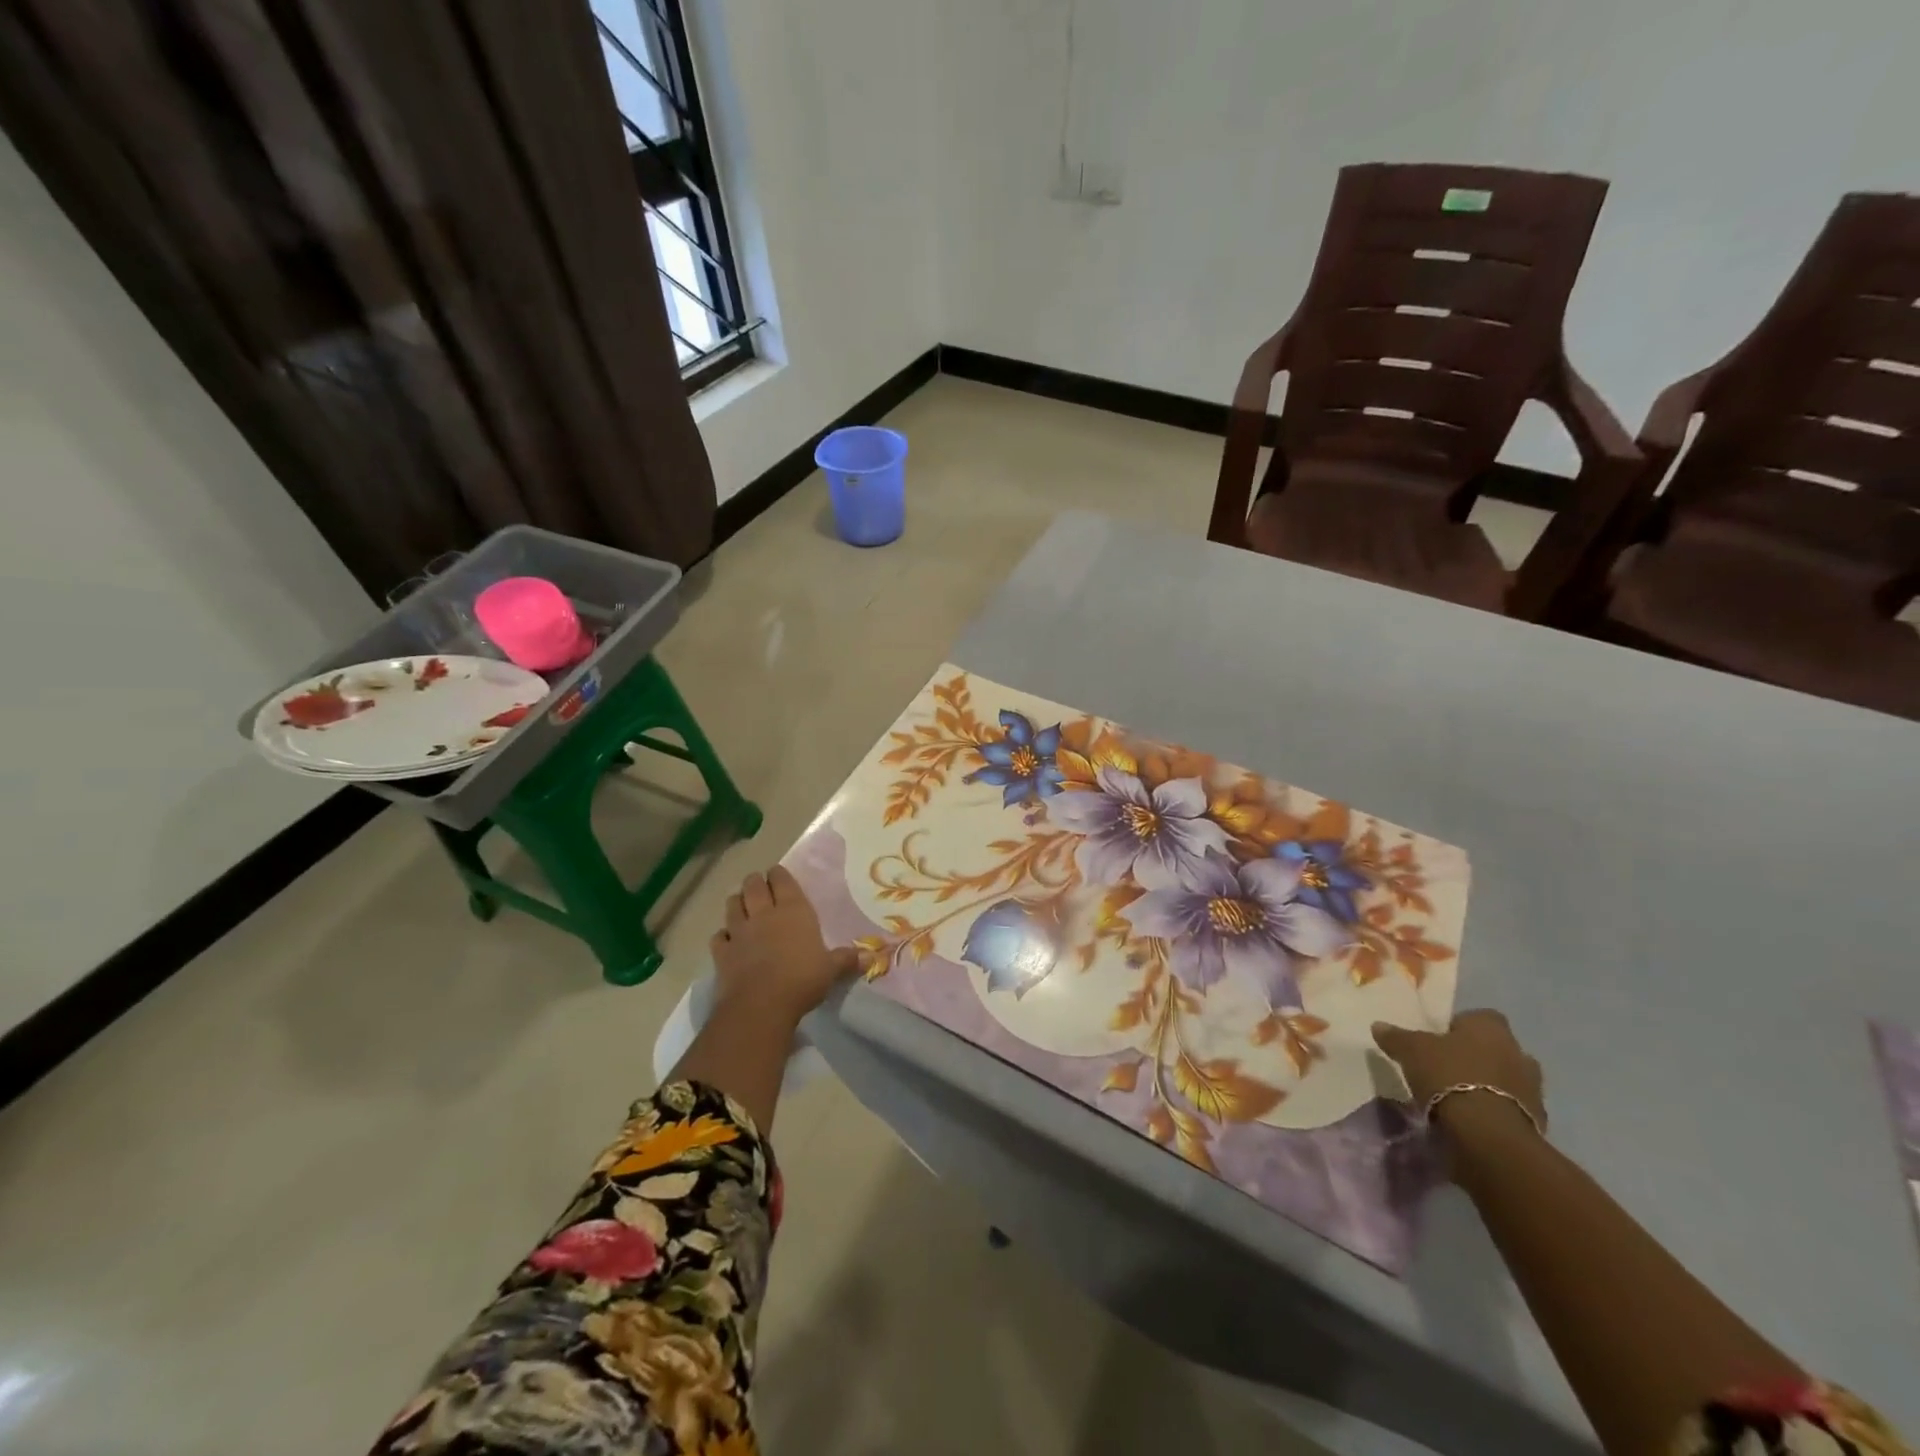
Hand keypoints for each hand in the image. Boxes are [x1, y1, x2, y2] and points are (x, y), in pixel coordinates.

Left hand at [710, 865, 858, 1022]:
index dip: (779, 875)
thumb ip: (847, 960)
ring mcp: (739, 931)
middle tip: (760, 886)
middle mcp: (764, 914)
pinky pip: (719, 936)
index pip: (782, 879)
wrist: (761, 1005)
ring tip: (742, 905)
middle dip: (755, 882)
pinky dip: (723, 935)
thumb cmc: (802, 980)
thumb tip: (872, 957)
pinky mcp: (722, 952)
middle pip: (753, 885)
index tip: (779, 875)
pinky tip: (728, 939)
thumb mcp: (831, 970)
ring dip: (737, 902)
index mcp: (793, 910)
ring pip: (732, 904)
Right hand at [1372, 1010, 1546, 1137]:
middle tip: (1448, 1068)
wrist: (1488, 1134)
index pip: (1478, 1017)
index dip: (1460, 1026)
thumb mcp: (1411, 1050)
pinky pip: (1511, 1108)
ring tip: (1459, 1097)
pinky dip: (1495, 1110)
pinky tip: (1472, 1119)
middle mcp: (1519, 1052)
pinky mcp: (1537, 1121)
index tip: (1439, 1040)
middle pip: (1496, 1048)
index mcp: (1491, 1027)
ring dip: (1489, 1085)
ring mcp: (1533, 1089)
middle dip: (1477, 1056)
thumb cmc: (1449, 1076)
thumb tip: (1379, 1025)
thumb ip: (1396, 1036)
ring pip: (1507, 1079)